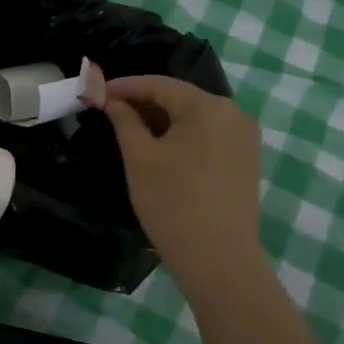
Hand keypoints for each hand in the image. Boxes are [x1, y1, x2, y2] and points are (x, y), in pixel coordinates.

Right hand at [103, 76, 263, 283]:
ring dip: (163, 120)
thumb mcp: (140, 158)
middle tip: (110, 111)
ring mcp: (245, 138)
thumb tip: (113, 101)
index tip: (96, 92)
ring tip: (131, 130)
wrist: (218, 258)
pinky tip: (162, 149)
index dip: (125, 87)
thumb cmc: (172, 202)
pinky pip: (209, 136)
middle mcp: (234, 114)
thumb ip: (125, 121)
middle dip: (144, 102)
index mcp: (208, 106)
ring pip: (196, 118)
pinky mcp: (247, 161)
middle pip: (180, 98)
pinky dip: (183, 136)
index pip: (159, 84)